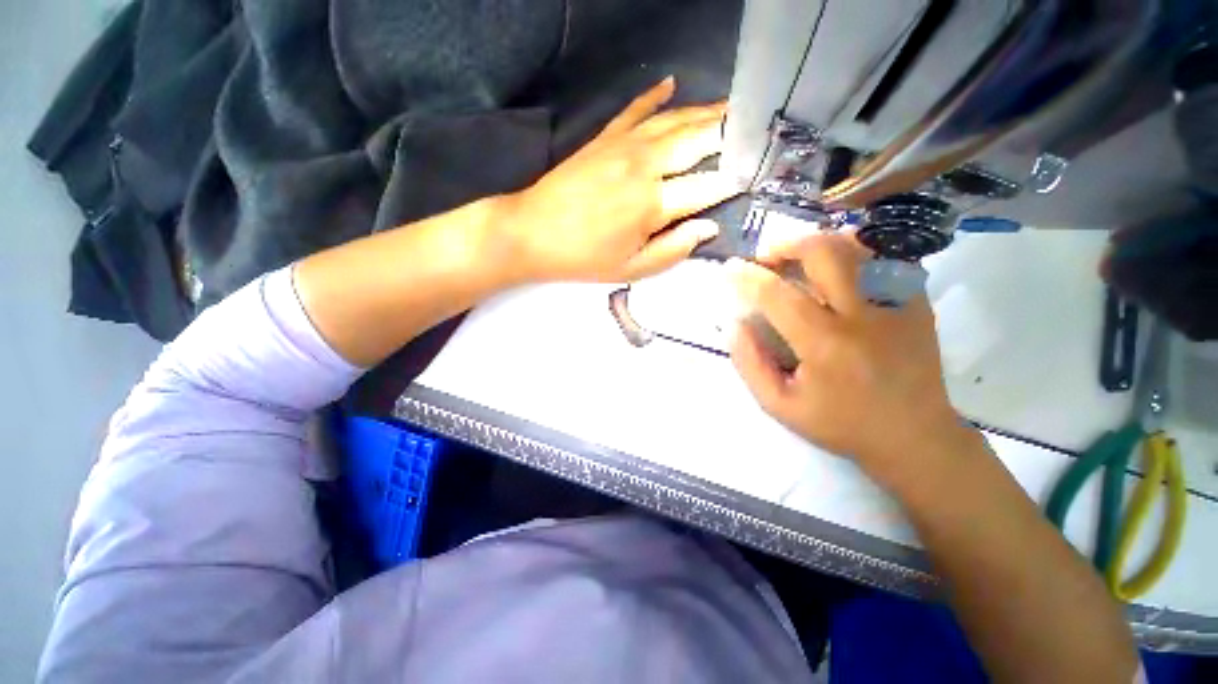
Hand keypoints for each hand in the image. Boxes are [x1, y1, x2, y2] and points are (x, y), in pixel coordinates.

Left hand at [503, 77, 740, 282]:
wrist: (532, 233)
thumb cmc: (583, 258)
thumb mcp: (631, 269)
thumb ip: (673, 250)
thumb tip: (708, 227)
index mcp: (653, 204)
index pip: (708, 186)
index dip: (733, 180)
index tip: (754, 175)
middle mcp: (645, 166)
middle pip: (698, 140)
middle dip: (730, 134)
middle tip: (755, 128)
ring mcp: (623, 145)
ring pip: (674, 120)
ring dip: (705, 112)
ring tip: (730, 108)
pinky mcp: (604, 137)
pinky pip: (635, 109)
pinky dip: (655, 95)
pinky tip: (671, 83)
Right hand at [728, 234, 975, 486]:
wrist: (915, 436)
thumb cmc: (841, 424)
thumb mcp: (779, 405)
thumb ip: (750, 364)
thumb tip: (735, 324)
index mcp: (824, 344)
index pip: (776, 295)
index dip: (747, 277)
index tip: (730, 269)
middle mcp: (862, 315)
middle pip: (823, 253)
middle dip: (786, 245)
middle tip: (768, 257)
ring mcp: (896, 304)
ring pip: (856, 248)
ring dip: (818, 245)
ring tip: (798, 257)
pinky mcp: (917, 302)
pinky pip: (882, 260)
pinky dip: (852, 255)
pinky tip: (837, 270)